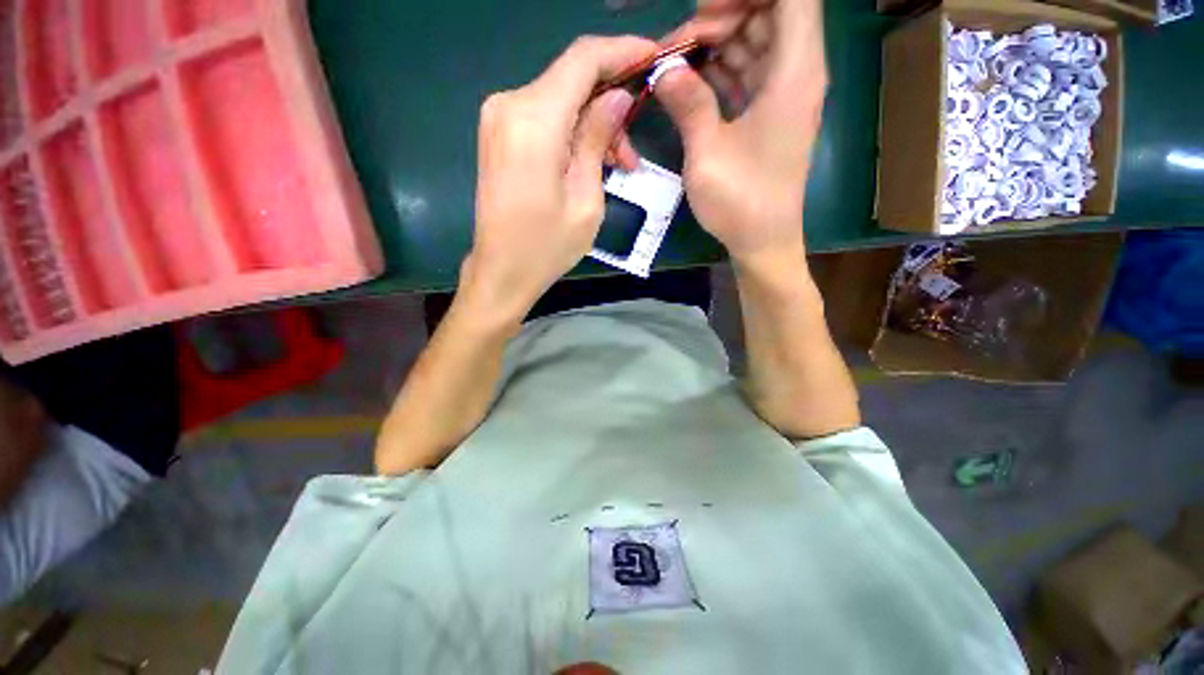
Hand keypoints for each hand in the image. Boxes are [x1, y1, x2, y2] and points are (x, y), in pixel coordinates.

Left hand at [460, 36, 658, 323]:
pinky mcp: (499, 134)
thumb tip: (617, 97)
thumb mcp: (586, 200)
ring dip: (594, 123)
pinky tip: (591, 161)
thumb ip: (598, 139)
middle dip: (611, 102)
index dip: (623, 51)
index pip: (583, 60)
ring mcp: (499, 118)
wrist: (501, 271)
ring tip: (618, 165)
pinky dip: (572, 131)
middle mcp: (510, 105)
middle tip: (633, 149)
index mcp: (534, 120)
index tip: (655, 57)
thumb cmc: (547, 247)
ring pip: (561, 98)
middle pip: (572, 79)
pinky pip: (545, 116)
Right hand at [654, 0, 827, 268]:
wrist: (763, 241)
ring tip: (677, 64)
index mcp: (795, 72)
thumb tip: (664, 69)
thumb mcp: (707, 152)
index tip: (704, 11)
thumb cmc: (740, 201)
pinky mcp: (770, 114)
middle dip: (723, 16)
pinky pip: (749, 73)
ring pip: (757, 42)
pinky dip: (721, 70)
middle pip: (770, 13)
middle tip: (680, 46)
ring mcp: (784, 94)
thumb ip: (688, 103)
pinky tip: (691, 82)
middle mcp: (797, 73)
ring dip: (718, 44)